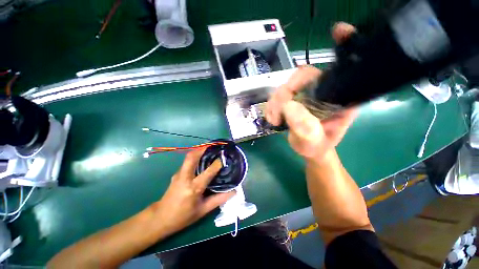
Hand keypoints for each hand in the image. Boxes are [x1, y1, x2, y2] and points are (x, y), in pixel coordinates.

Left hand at [151, 149, 234, 235]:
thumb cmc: (183, 217)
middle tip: (213, 146)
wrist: (160, 218)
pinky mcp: (176, 174)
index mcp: (194, 188)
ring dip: (198, 151)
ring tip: (209, 150)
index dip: (217, 163)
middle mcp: (185, 178)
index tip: (224, 156)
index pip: (208, 171)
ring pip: (188, 158)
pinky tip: (201, 160)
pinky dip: (195, 157)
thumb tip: (234, 191)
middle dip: (203, 149)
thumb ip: (219, 199)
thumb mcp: (203, 210)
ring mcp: (179, 174)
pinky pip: (187, 162)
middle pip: (192, 157)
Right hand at [266, 22, 357, 161]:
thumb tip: (288, 106)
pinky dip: (273, 104)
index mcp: (340, 99)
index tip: (338, 31)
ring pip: (288, 85)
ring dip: (275, 101)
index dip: (344, 47)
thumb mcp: (312, 142)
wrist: (309, 149)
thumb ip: (304, 126)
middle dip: (285, 92)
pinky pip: (281, 94)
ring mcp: (308, 94)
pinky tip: (272, 117)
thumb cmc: (316, 147)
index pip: (344, 70)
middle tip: (276, 111)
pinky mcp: (296, 98)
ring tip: (273, 119)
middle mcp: (325, 91)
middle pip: (303, 76)